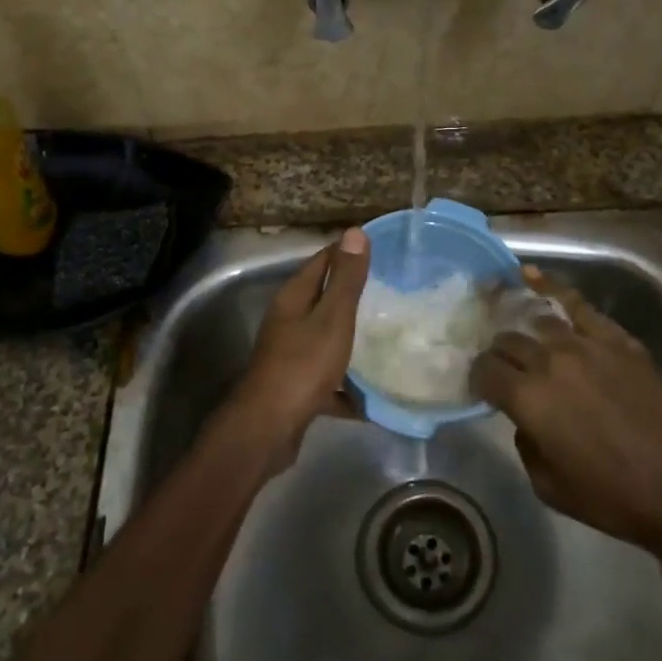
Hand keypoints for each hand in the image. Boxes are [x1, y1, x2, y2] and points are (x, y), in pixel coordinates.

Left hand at [231, 229, 370, 458]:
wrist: (268, 429)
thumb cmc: (303, 366)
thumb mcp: (332, 319)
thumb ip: (345, 279)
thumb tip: (355, 231)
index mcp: (293, 298)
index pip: (321, 261)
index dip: (347, 253)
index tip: (381, 251)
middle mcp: (288, 321)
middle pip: (323, 300)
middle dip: (354, 296)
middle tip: (393, 293)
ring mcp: (290, 355)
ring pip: (326, 338)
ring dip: (352, 339)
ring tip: (389, 338)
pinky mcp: (296, 387)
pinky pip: (329, 378)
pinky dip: (348, 385)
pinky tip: (373, 396)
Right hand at [471, 268, 661, 563]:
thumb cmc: (608, 495)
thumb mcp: (546, 483)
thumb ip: (525, 442)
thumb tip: (526, 417)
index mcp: (526, 397)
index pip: (485, 370)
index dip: (478, 378)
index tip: (483, 387)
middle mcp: (548, 361)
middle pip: (508, 342)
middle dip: (500, 355)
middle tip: (506, 368)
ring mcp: (584, 344)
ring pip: (539, 321)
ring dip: (525, 329)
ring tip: (522, 330)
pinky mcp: (615, 339)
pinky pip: (577, 305)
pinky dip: (552, 288)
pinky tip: (532, 277)